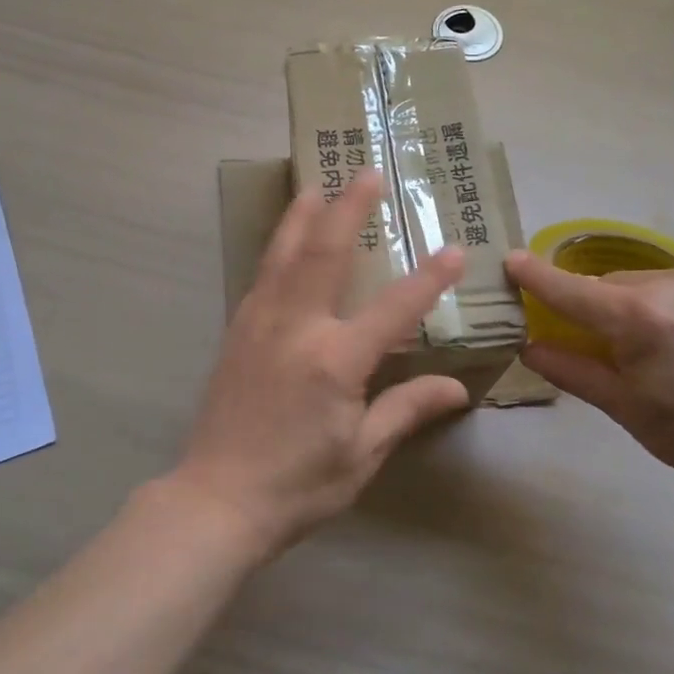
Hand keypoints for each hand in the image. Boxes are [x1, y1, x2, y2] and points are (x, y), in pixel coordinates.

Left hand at [168, 171, 469, 558]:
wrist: (217, 500)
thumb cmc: (298, 485)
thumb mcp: (362, 453)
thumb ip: (406, 409)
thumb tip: (456, 389)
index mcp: (335, 360)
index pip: (394, 308)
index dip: (428, 279)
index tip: (454, 249)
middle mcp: (296, 328)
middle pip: (325, 253)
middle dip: (349, 209)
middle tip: (366, 173)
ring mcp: (259, 324)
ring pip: (284, 254)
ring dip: (303, 216)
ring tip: (317, 185)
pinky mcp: (236, 331)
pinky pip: (262, 276)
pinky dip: (278, 248)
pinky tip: (284, 241)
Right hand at [504, 254, 673, 494]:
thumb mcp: (626, 410)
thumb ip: (572, 371)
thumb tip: (529, 346)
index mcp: (637, 320)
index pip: (569, 290)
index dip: (535, 276)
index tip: (511, 261)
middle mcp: (670, 284)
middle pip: (610, 286)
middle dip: (601, 309)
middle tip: (616, 348)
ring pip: (649, 282)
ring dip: (642, 304)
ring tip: (669, 346)